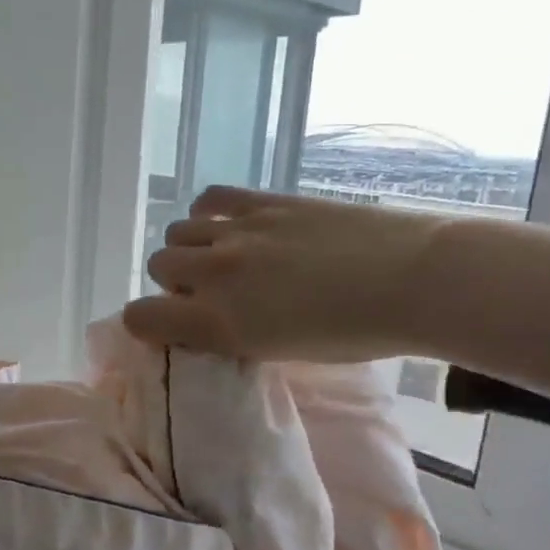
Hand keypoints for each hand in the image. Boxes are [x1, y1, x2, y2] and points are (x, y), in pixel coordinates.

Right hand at [123, 186, 460, 361]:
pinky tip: (233, 224)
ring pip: (179, 230)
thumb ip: (231, 335)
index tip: (167, 325)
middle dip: (176, 281)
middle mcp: (215, 274)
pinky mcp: (264, 202)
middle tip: (213, 292)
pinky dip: (211, 213)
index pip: (140, 317)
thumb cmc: (353, 334)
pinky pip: (210, 198)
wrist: (409, 281)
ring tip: (225, 256)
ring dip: (192, 246)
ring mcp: (237, 231)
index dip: (146, 322)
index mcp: (218, 323)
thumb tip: (211, 318)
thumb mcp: (278, 352)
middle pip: (158, 266)